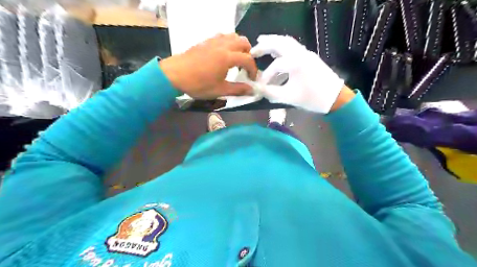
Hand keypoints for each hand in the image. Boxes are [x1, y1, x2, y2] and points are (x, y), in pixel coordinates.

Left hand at [159, 33, 257, 98]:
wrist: (174, 75)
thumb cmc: (198, 84)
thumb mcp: (220, 90)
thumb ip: (238, 89)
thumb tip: (252, 90)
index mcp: (227, 57)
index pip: (248, 59)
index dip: (253, 69)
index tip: (252, 79)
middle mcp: (222, 45)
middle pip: (243, 42)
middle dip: (248, 54)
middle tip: (244, 67)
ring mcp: (213, 41)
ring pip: (233, 36)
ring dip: (239, 46)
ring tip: (235, 60)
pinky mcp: (205, 41)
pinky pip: (222, 37)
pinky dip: (228, 43)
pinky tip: (223, 55)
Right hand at [251, 34, 344, 113]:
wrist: (336, 98)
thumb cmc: (313, 99)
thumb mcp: (289, 98)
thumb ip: (270, 93)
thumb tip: (256, 90)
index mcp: (296, 63)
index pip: (275, 66)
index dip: (265, 76)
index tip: (260, 86)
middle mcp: (301, 53)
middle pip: (279, 42)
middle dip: (264, 45)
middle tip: (252, 50)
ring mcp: (306, 53)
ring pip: (287, 42)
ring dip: (273, 42)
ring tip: (261, 43)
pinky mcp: (309, 57)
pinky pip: (293, 47)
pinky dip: (282, 47)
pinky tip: (276, 54)